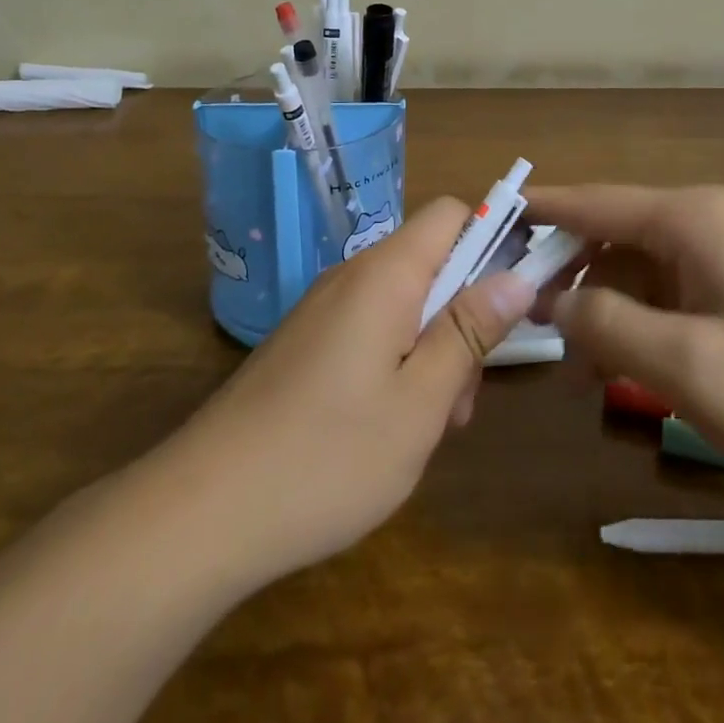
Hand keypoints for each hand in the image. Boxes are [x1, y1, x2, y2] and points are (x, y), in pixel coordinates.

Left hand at [164, 197, 536, 582]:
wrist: (205, 509)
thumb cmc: (329, 456)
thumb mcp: (420, 402)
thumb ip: (470, 332)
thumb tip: (518, 275)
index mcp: (384, 274)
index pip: (449, 214)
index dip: (491, 238)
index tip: (514, 298)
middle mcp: (352, 276)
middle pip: (430, 261)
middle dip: (464, 313)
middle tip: (464, 395)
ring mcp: (323, 309)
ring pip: (402, 302)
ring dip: (432, 347)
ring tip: (430, 425)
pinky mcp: (306, 343)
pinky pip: (369, 328)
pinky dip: (396, 361)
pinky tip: (388, 427)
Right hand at [526, 185, 723, 494]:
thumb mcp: (688, 362)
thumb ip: (606, 324)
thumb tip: (550, 300)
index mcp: (687, 217)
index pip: (591, 200)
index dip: (536, 210)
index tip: (486, 221)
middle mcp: (700, 222)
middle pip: (608, 232)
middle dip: (563, 271)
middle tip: (517, 314)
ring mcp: (721, 255)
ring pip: (633, 268)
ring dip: (597, 305)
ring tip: (568, 361)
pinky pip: (663, 294)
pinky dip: (632, 321)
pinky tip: (617, 366)